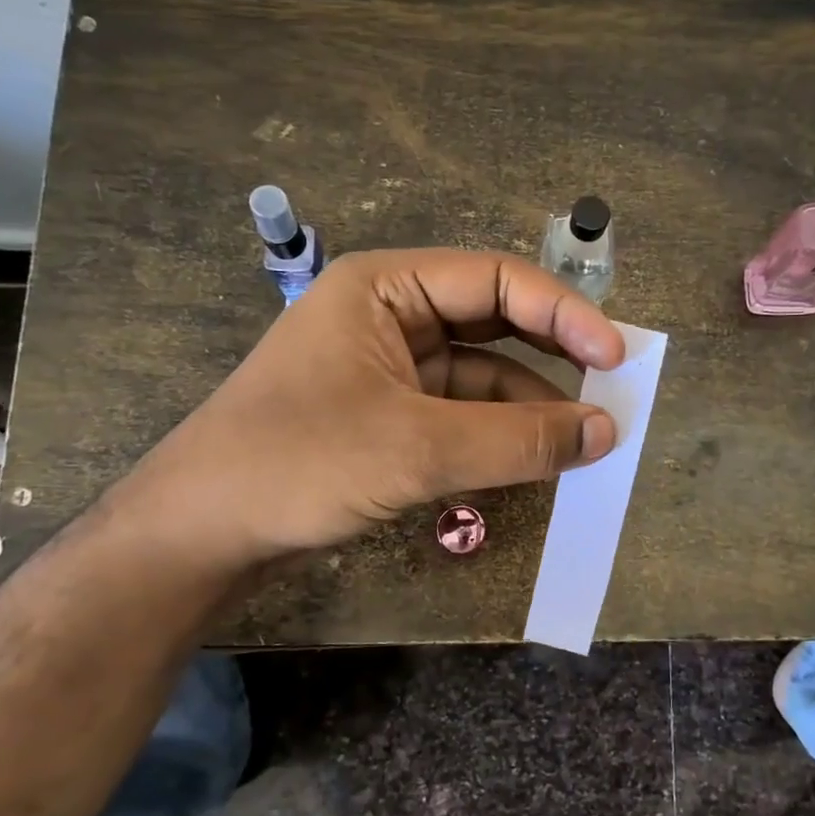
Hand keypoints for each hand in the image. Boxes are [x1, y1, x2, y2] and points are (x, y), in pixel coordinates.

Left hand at [110, 249, 623, 575]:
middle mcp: (391, 317)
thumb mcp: (417, 448)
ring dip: (530, 407)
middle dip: (554, 357)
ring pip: (481, 376)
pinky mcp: (387, 419)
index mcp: (387, 288)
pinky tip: (534, 462)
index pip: (498, 281)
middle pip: (494, 323)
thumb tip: (605, 433)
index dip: (565, 314)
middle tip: (611, 392)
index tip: (616, 359)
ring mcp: (388, 370)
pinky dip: (499, 437)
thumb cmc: (297, 465)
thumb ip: (518, 439)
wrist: (197, 534)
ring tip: (584, 441)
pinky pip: (461, 415)